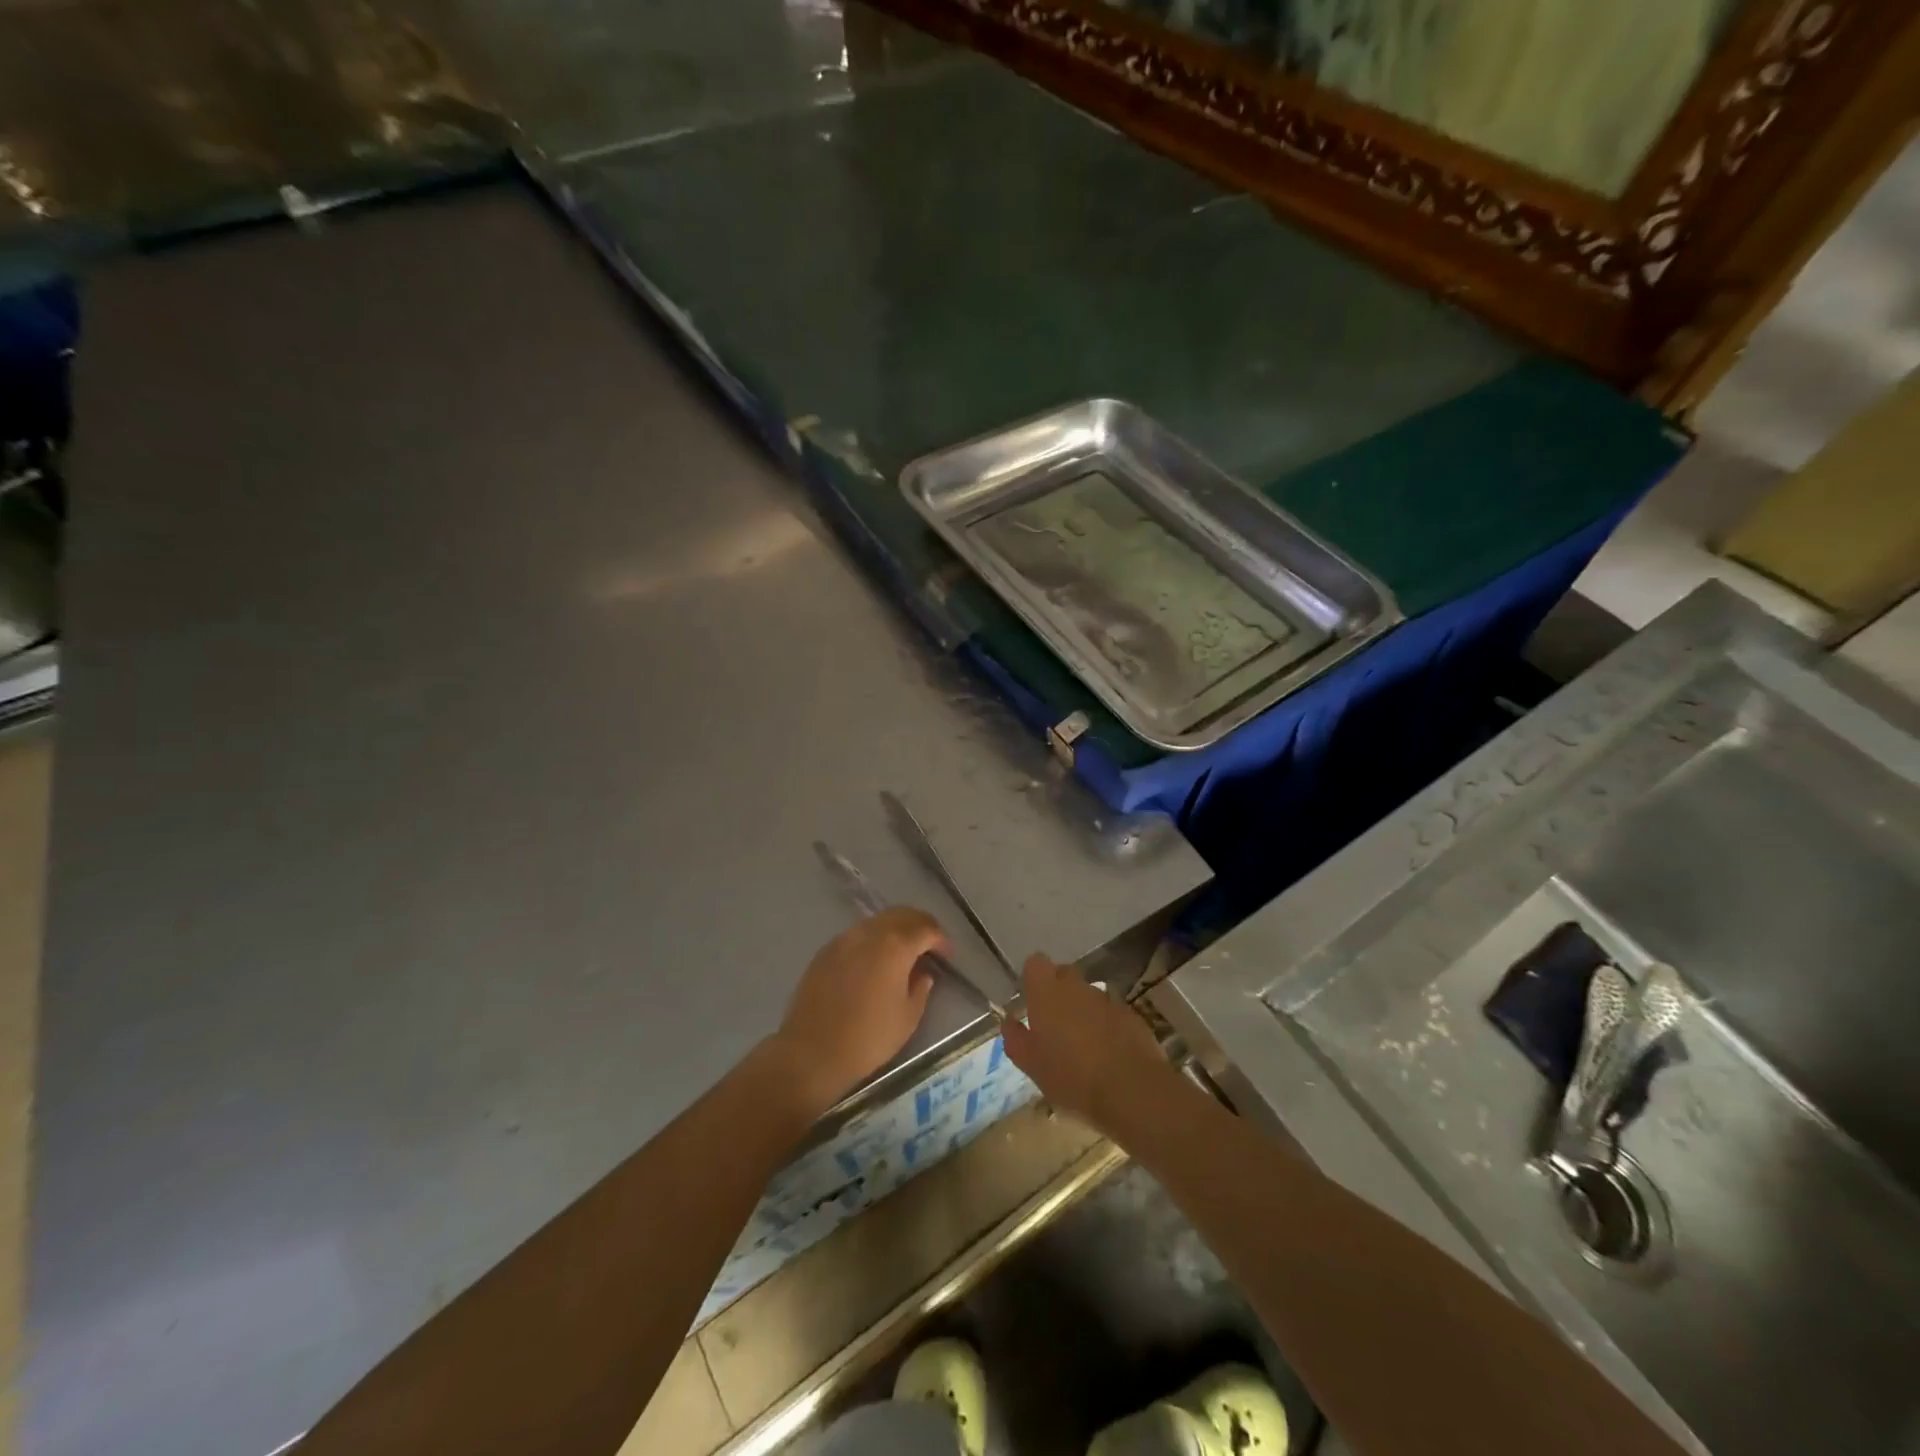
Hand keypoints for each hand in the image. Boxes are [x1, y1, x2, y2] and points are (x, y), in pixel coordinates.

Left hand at [769, 907, 951, 1116]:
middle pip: (902, 915)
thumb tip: (922, 973)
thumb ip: (921, 988)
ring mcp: (844, 939)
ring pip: (878, 922)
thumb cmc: (868, 1038)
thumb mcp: (908, 1017)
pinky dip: (873, 940)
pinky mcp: (825, 951)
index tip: (948, 956)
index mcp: (895, 945)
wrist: (812, 1052)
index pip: (926, 928)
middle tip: (930, 947)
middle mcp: (869, 932)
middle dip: (920, 926)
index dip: (941, 940)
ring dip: (896, 930)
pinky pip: (857, 935)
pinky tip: (874, 963)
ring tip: (903, 954)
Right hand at [1001, 953, 1171, 1133]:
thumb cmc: (1071, 1077)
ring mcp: (1106, 999)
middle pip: (1063, 974)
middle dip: (1057, 992)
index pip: (1035, 963)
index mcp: (1047, 993)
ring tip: (1081, 1043)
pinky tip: (1106, 1052)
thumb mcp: (1032, 1065)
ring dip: (1082, 1010)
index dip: (1033, 978)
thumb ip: (1016, 1039)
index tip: (1031, 1001)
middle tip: (1053, 1025)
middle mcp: (1076, 987)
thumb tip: (1009, 1021)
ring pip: (1087, 994)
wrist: (1131, 1090)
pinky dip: (1105, 1024)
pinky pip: (1110, 1011)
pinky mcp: (1130, 1014)